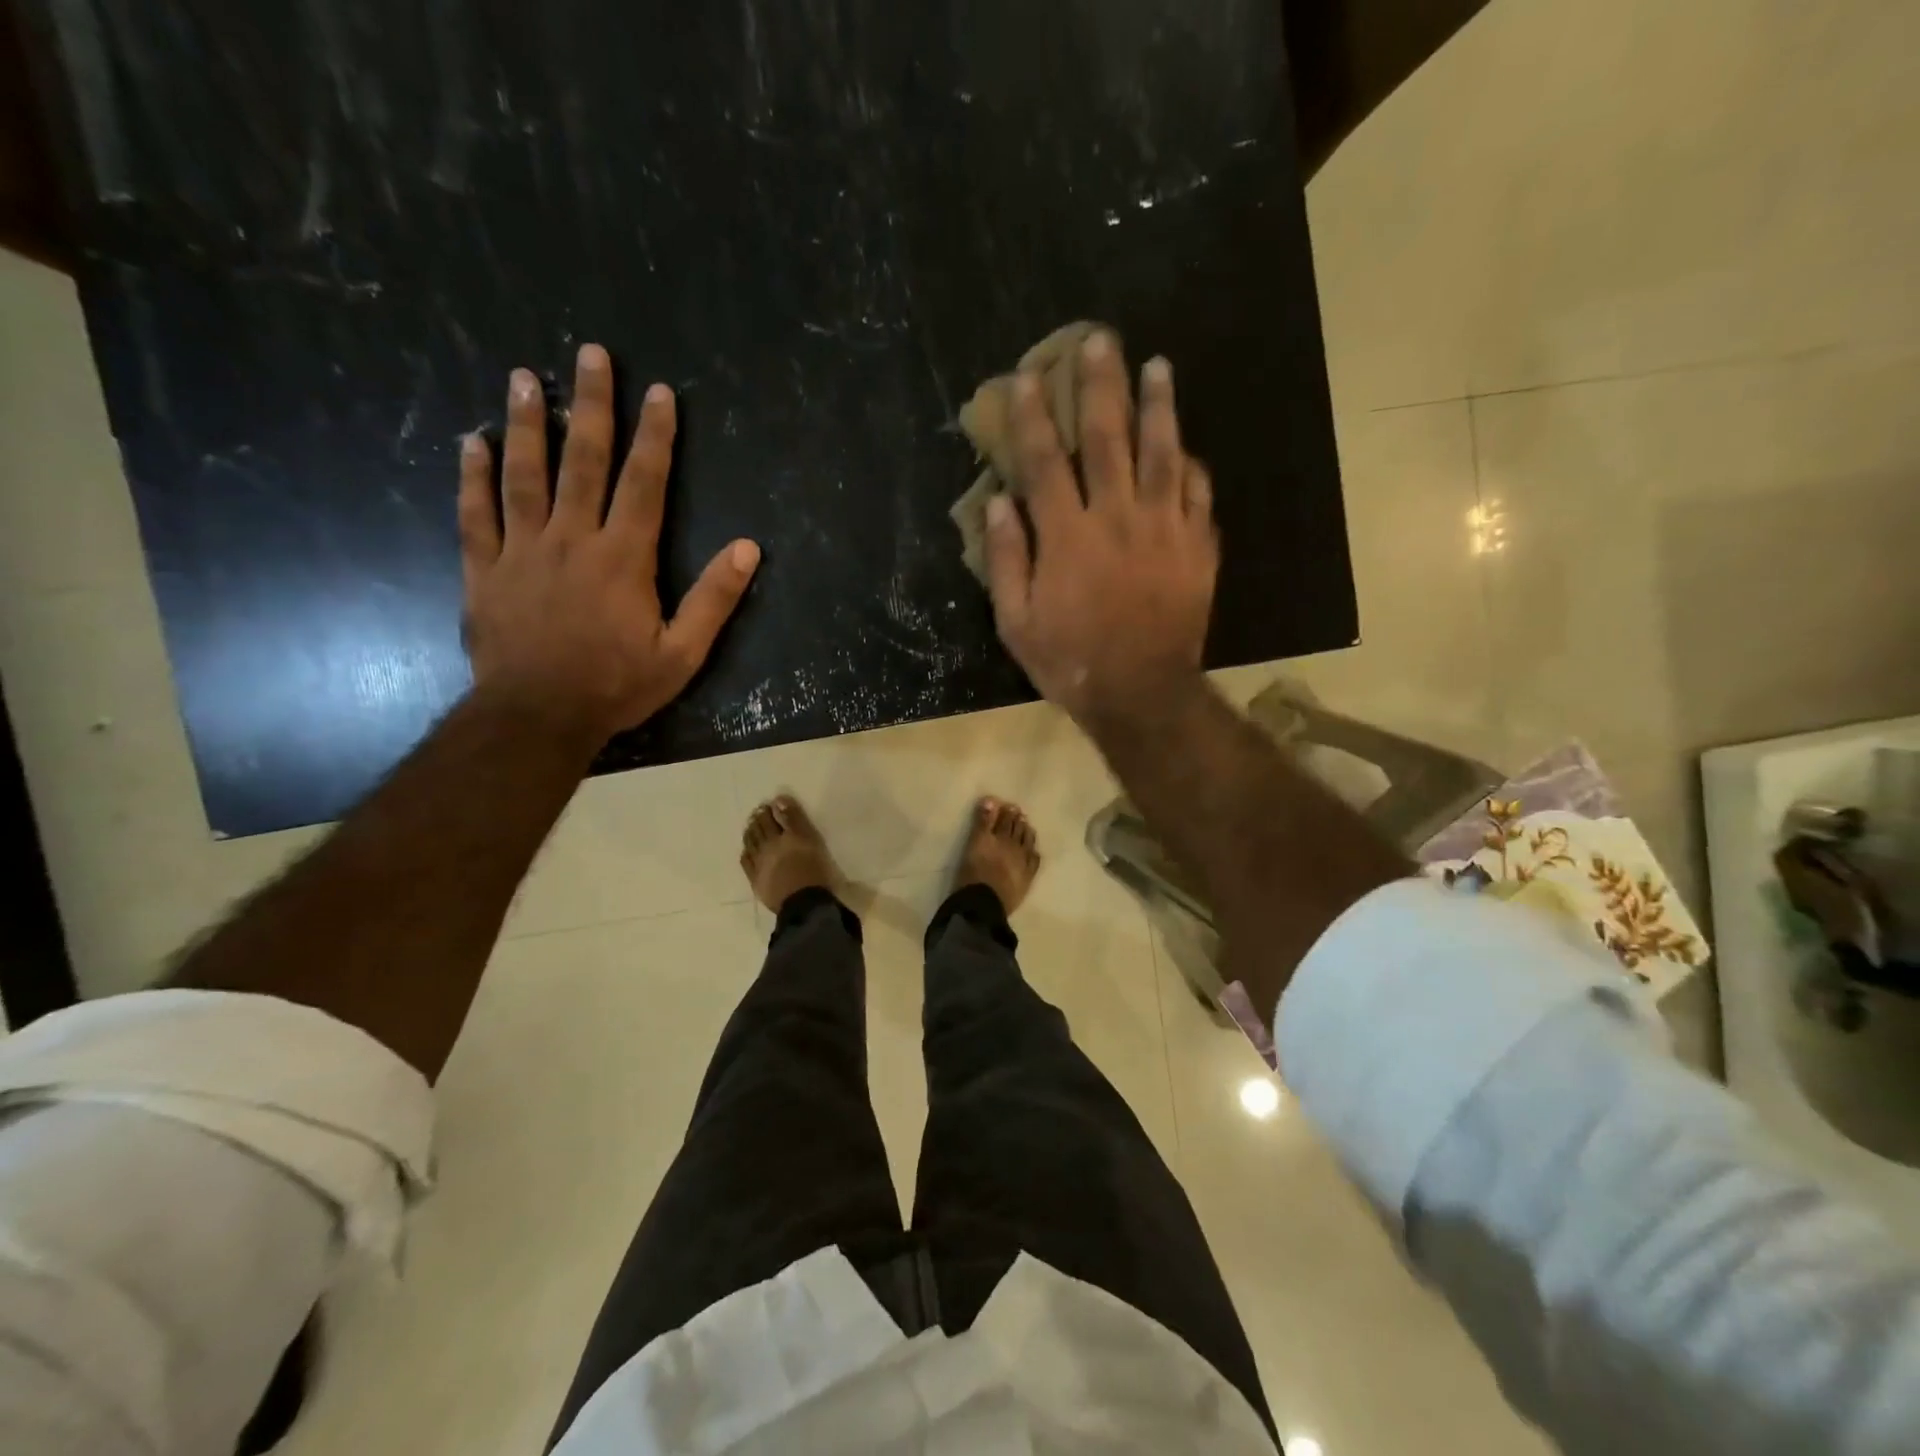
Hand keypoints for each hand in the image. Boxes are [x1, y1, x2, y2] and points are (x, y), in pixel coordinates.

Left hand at [459, 344, 759, 747]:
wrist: (537, 717)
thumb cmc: (616, 686)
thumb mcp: (682, 652)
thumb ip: (714, 599)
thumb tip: (748, 548)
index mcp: (623, 557)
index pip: (643, 483)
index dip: (654, 436)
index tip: (659, 392)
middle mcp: (571, 539)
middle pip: (583, 460)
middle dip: (590, 405)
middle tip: (589, 354)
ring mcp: (521, 550)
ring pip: (523, 474)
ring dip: (525, 423)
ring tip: (523, 377)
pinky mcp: (484, 570)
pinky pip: (475, 514)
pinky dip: (472, 477)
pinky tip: (469, 443)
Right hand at [983, 331, 1217, 732]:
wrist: (1141, 693)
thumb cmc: (1070, 661)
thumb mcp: (1016, 622)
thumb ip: (1007, 559)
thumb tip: (999, 502)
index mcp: (1068, 536)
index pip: (1046, 461)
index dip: (1033, 416)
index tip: (1027, 377)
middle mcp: (1117, 517)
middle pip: (1109, 438)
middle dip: (1101, 385)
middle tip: (1100, 340)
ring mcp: (1164, 528)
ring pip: (1163, 453)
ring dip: (1158, 406)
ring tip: (1158, 366)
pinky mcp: (1197, 547)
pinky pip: (1198, 494)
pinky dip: (1191, 466)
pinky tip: (1187, 448)